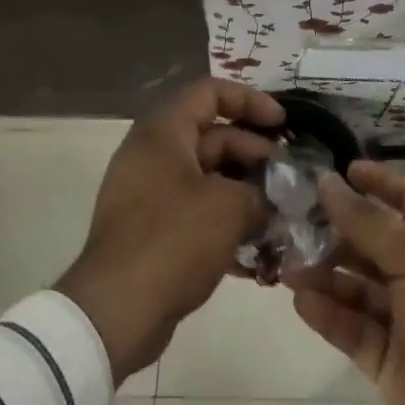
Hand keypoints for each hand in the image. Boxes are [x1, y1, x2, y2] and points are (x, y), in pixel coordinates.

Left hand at [56, 79, 282, 382]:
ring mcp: (150, 193)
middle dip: (256, 155)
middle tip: (289, 180)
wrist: (115, 313)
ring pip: (209, 178)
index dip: (250, 100)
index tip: (282, 124)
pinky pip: (197, 212)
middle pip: (214, 136)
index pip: (210, 92)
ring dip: (246, 193)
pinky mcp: (152, 231)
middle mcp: (153, 154)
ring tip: (282, 216)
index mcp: (163, 132)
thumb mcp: (229, 208)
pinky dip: (226, 223)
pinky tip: (259, 253)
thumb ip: (260, 192)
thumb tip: (273, 197)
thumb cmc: (173, 240)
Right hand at [289, 160, 404, 404]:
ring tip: (287, 263)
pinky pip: (350, 328)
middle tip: (293, 218)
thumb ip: (371, 225)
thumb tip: (329, 183)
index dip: (378, 182)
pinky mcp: (386, 360)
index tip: (337, 170)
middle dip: (338, 229)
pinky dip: (326, 313)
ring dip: (325, 272)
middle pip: (375, 241)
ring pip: (357, 285)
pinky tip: (299, 299)